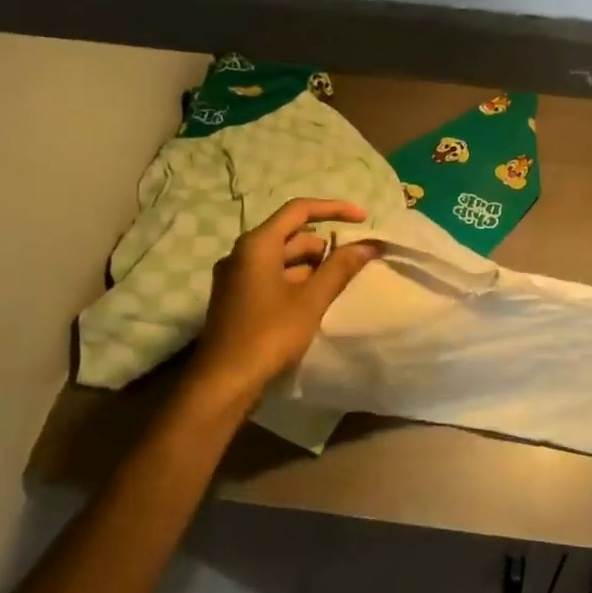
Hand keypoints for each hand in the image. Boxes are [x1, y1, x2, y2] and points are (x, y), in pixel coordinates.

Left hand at [189, 198, 382, 401]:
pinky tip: (315, 301)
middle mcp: (242, 253)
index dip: (334, 209)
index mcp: (257, 245)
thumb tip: (368, 244)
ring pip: (283, 258)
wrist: (223, 383)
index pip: (299, 210)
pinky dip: (297, 281)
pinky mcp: (237, 298)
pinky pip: (272, 277)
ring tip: (338, 286)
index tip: (363, 219)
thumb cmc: (269, 334)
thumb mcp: (311, 300)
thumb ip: (341, 268)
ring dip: (312, 266)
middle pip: (292, 235)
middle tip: (354, 265)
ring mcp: (236, 277)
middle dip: (325, 246)